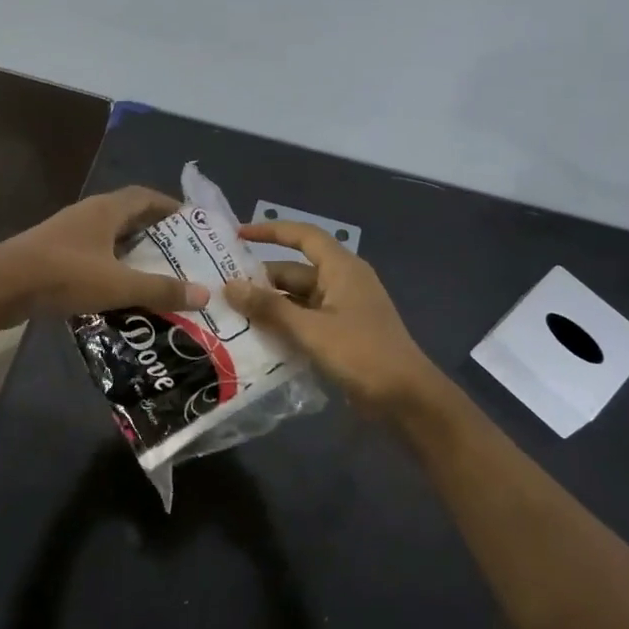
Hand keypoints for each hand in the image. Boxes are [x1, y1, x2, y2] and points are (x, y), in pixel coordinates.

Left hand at [0, 187, 210, 325]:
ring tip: (155, 273)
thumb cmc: (63, 275)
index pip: (145, 196)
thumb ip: (160, 289)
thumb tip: (205, 293)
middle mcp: (88, 214)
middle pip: (128, 215)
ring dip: (131, 251)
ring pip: (109, 237)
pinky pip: (92, 255)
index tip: (191, 224)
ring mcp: (67, 234)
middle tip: (180, 254)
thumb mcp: (118, 284)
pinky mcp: (53, 254)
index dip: (169, 206)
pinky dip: (110, 267)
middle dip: (154, 232)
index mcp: (106, 210)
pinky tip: (118, 289)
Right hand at [223, 222, 440, 415]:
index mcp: (341, 269)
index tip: (237, 235)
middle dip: (261, 279)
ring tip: (231, 314)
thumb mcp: (310, 330)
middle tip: (221, 289)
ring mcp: (343, 309)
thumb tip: (229, 286)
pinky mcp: (342, 334)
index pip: (302, 236)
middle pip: (295, 271)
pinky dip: (284, 324)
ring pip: (298, 298)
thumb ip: (269, 307)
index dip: (270, 231)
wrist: (406, 398)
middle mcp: (342, 282)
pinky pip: (306, 320)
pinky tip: (256, 338)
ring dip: (270, 305)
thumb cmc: (361, 353)